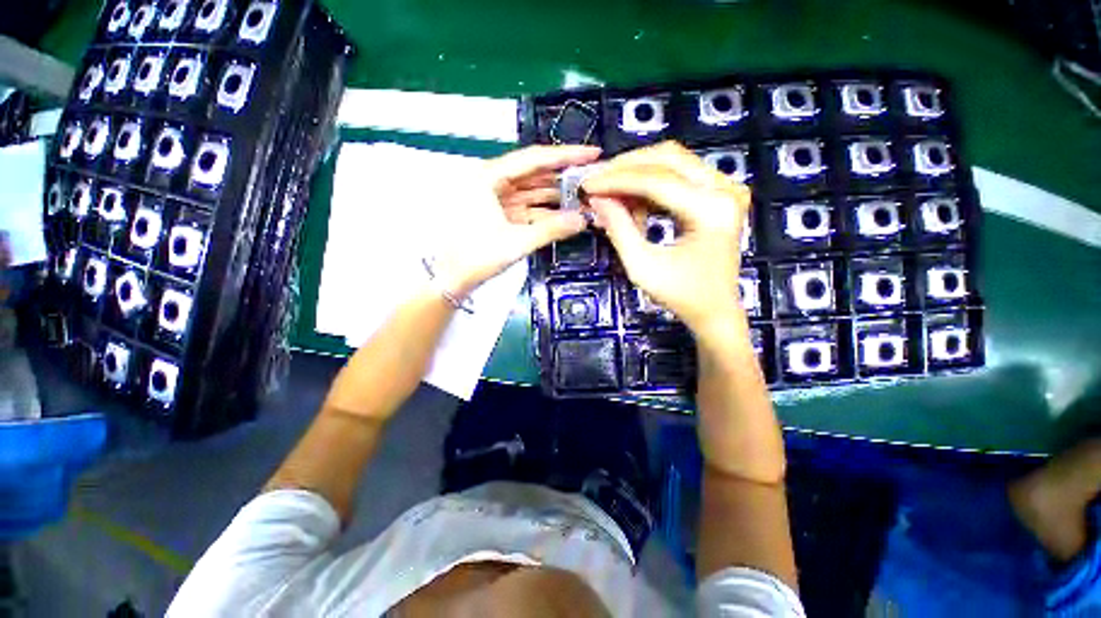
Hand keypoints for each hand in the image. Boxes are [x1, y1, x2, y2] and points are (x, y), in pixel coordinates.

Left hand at [435, 145, 600, 296]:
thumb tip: (583, 220)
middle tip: (592, 178)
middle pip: (535, 173)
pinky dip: (545, 211)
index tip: (592, 153)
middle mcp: (492, 181)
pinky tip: (564, 214)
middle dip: (563, 177)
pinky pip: (526, 207)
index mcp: (490, 177)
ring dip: (556, 195)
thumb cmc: (477, 256)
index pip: (534, 159)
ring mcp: (495, 198)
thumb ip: (552, 230)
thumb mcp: (517, 242)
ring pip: (532, 191)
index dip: (566, 156)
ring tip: (583, 197)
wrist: (450, 278)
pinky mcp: (499, 214)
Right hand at [582, 141, 750, 333]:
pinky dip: (651, 184)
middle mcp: (726, 189)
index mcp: (711, 210)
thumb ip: (618, 228)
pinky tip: (632, 202)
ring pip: (673, 161)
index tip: (587, 185)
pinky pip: (679, 175)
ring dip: (637, 173)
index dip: (617, 181)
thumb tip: (596, 199)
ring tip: (610, 192)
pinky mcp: (719, 193)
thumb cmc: (681, 295)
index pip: (657, 181)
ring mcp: (726, 188)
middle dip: (626, 168)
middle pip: (668, 157)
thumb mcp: (642, 266)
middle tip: (597, 180)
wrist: (715, 309)